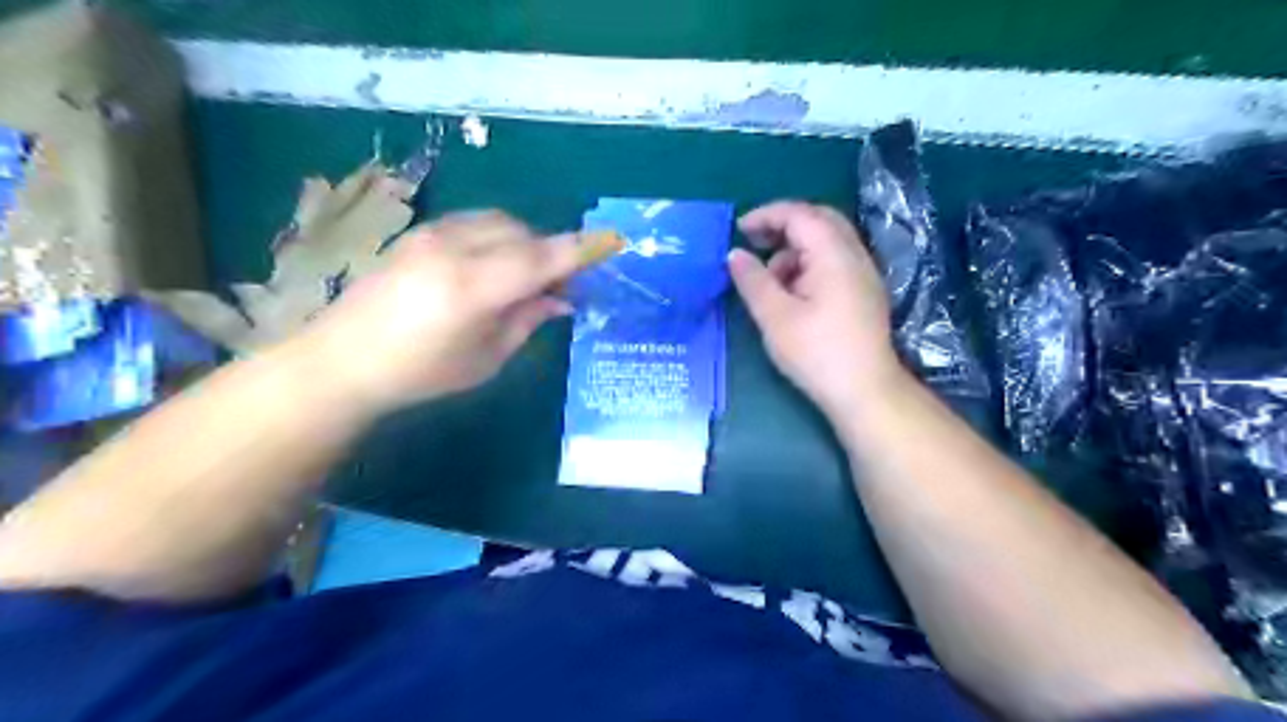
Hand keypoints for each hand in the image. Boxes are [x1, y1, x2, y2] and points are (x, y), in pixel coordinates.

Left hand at [293, 212, 580, 413]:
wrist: (342, 360)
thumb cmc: (420, 373)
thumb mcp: (485, 359)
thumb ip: (527, 320)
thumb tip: (562, 300)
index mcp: (472, 288)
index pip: (539, 259)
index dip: (579, 250)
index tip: (612, 243)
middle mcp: (454, 249)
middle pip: (524, 235)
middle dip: (551, 255)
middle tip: (559, 290)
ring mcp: (433, 235)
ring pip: (501, 223)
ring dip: (525, 244)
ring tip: (526, 280)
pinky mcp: (420, 233)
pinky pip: (477, 223)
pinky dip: (500, 238)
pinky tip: (495, 267)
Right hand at [734, 201, 902, 420]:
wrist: (865, 391)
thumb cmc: (817, 353)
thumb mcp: (775, 316)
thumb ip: (753, 280)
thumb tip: (735, 254)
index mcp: (834, 254)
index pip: (800, 214)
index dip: (766, 215)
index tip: (739, 230)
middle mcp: (854, 254)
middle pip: (819, 220)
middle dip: (783, 225)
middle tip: (755, 242)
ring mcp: (864, 273)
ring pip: (828, 241)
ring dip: (795, 248)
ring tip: (770, 278)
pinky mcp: (864, 292)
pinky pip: (835, 260)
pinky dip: (809, 263)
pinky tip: (793, 293)